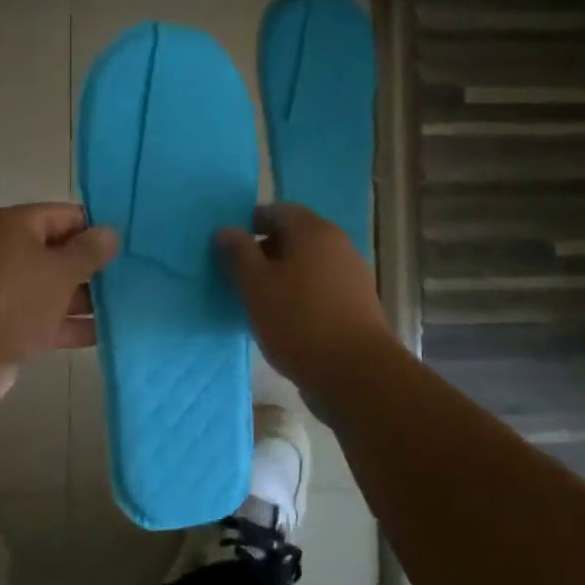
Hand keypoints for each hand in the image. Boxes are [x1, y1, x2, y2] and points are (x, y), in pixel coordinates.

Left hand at [0, 203, 117, 403]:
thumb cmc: (14, 299)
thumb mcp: (59, 271)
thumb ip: (88, 252)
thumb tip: (110, 232)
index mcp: (14, 225)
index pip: (64, 215)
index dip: (96, 228)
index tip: (129, 245)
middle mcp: (5, 251)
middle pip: (58, 252)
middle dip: (93, 267)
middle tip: (134, 277)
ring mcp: (2, 290)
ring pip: (51, 288)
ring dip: (84, 299)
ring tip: (127, 307)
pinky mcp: (3, 324)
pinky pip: (42, 317)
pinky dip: (68, 324)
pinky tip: (104, 335)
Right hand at [217, 202, 396, 395]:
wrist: (356, 373)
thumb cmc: (298, 321)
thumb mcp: (255, 285)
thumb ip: (238, 253)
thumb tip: (226, 229)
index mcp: (313, 230)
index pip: (277, 211)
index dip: (250, 223)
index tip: (229, 246)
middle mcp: (337, 244)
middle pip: (294, 236)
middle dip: (265, 251)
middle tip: (239, 275)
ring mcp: (352, 274)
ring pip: (307, 264)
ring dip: (282, 275)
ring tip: (258, 301)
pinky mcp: (358, 304)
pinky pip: (320, 287)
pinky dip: (300, 295)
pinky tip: (285, 320)